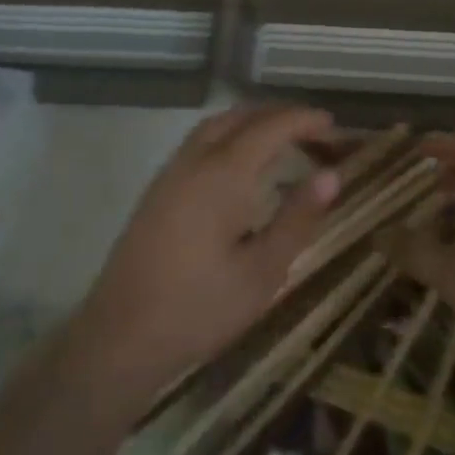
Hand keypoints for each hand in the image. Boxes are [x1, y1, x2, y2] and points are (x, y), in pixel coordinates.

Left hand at [66, 106, 340, 410]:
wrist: (119, 338)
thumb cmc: (199, 309)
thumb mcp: (262, 272)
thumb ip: (297, 218)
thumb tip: (331, 175)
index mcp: (224, 173)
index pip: (272, 126)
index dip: (305, 120)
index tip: (334, 127)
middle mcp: (196, 159)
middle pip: (243, 116)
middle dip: (281, 116)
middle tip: (315, 134)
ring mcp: (172, 171)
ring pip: (217, 124)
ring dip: (253, 122)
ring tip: (283, 141)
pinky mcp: (158, 189)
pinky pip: (200, 140)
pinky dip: (230, 135)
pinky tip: (241, 165)